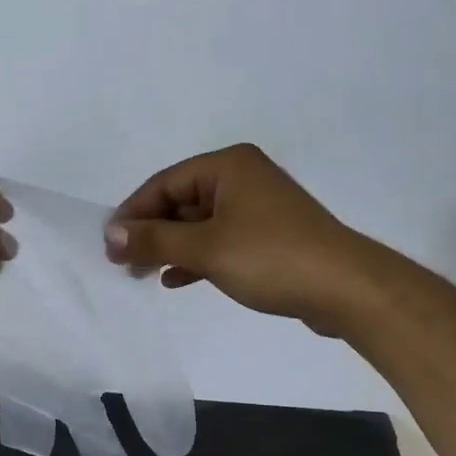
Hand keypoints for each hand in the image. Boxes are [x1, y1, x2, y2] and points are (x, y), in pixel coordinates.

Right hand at [105, 144, 355, 331]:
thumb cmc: (271, 257)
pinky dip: (195, 257)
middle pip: (180, 202)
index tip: (109, 244)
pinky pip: (219, 240)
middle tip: (122, 263)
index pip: (164, 183)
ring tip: (141, 273)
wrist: (346, 289)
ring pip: (198, 224)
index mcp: (228, 166)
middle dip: (150, 232)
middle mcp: (241, 178)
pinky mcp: (267, 237)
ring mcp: (257, 208)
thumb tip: (110, 234)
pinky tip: (175, 279)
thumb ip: (154, 239)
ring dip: (170, 247)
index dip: (132, 213)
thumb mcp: (205, 248)